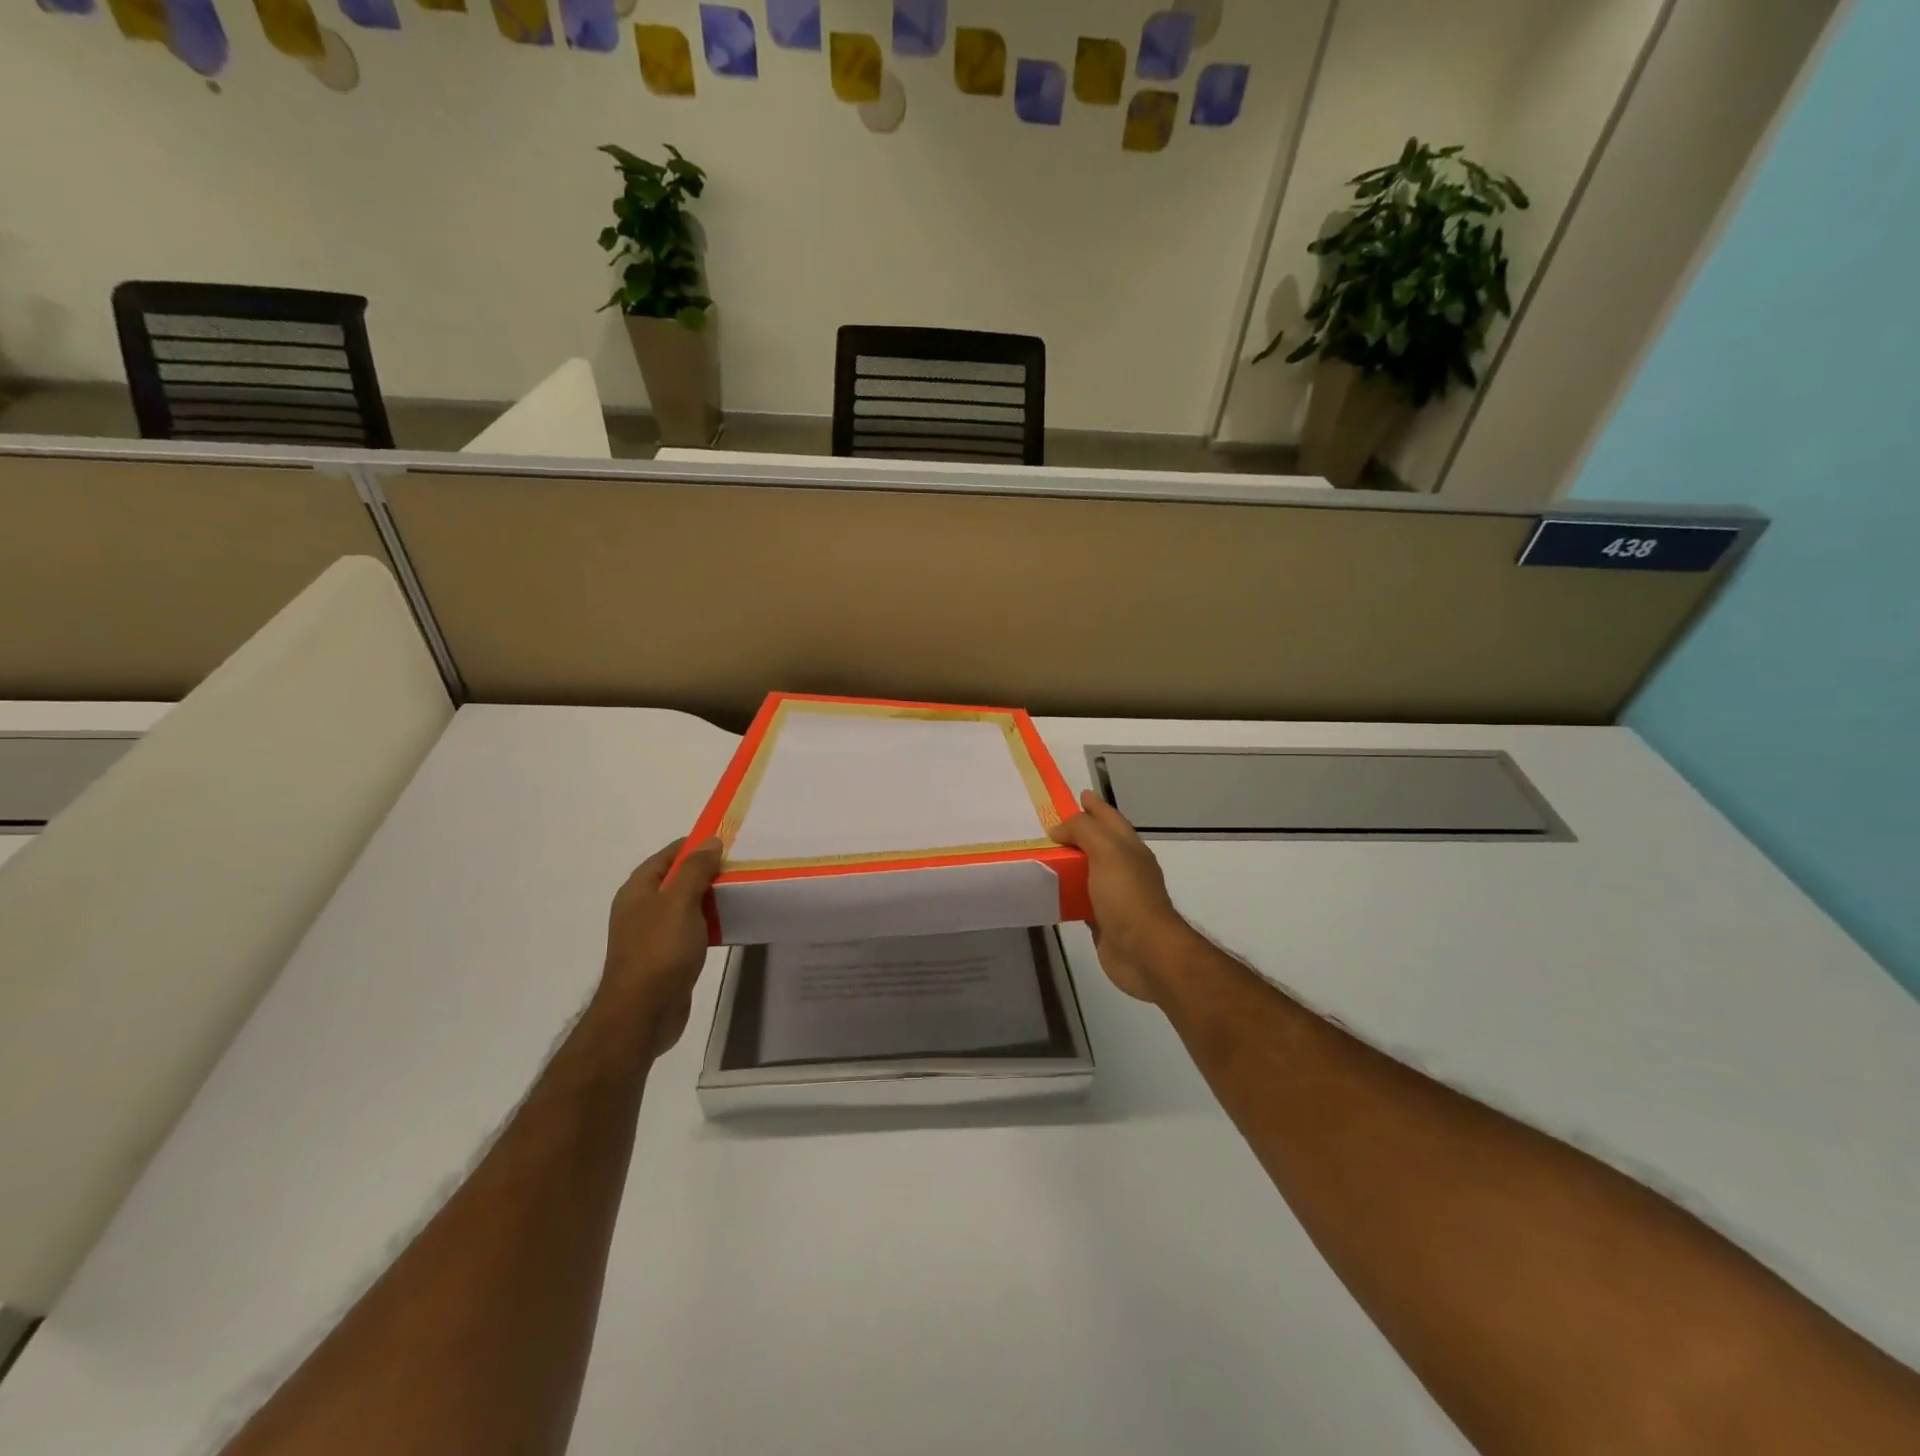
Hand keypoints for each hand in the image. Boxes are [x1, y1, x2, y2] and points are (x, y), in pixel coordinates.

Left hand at [598, 837, 722, 1055]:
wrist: (643, 1014)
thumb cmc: (659, 951)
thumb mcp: (679, 902)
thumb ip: (695, 869)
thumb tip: (710, 841)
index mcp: (638, 890)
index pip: (669, 854)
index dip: (696, 845)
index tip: (729, 842)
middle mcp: (642, 908)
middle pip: (677, 879)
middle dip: (707, 871)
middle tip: (741, 867)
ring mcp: (652, 934)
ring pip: (686, 906)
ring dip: (710, 899)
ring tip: (741, 892)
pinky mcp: (666, 957)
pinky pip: (691, 930)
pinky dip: (709, 924)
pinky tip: (730, 925)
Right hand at [1048, 789, 1193, 1003]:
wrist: (1145, 952)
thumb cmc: (1127, 896)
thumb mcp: (1107, 852)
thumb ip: (1084, 831)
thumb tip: (1059, 828)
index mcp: (1129, 848)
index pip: (1110, 818)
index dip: (1095, 806)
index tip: (1078, 794)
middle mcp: (1124, 868)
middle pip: (1099, 843)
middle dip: (1079, 832)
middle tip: (1050, 826)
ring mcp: (1114, 895)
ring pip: (1088, 871)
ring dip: (1070, 863)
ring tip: (1044, 855)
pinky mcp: (1102, 920)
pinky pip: (1080, 899)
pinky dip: (1066, 892)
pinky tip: (1049, 891)